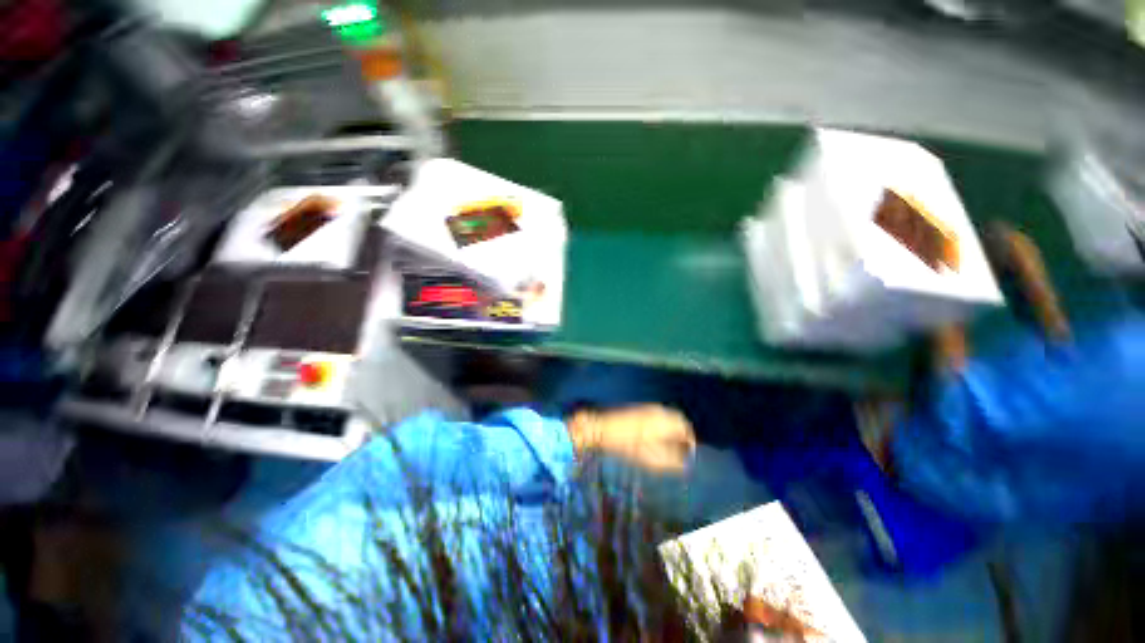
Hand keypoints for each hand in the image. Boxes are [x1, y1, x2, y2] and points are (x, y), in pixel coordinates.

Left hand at [567, 404, 695, 473]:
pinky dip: (663, 424)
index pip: (685, 428)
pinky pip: (658, 414)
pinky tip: (656, 436)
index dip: (690, 442)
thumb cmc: (626, 446)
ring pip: (668, 416)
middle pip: (679, 419)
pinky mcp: (639, 408)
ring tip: (670, 445)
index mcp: (663, 421)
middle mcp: (658, 411)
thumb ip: (672, 462)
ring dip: (673, 428)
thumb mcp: (650, 459)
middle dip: (683, 433)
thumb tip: (685, 465)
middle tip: (682, 449)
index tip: (689, 455)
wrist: (601, 429)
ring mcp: (647, 408)